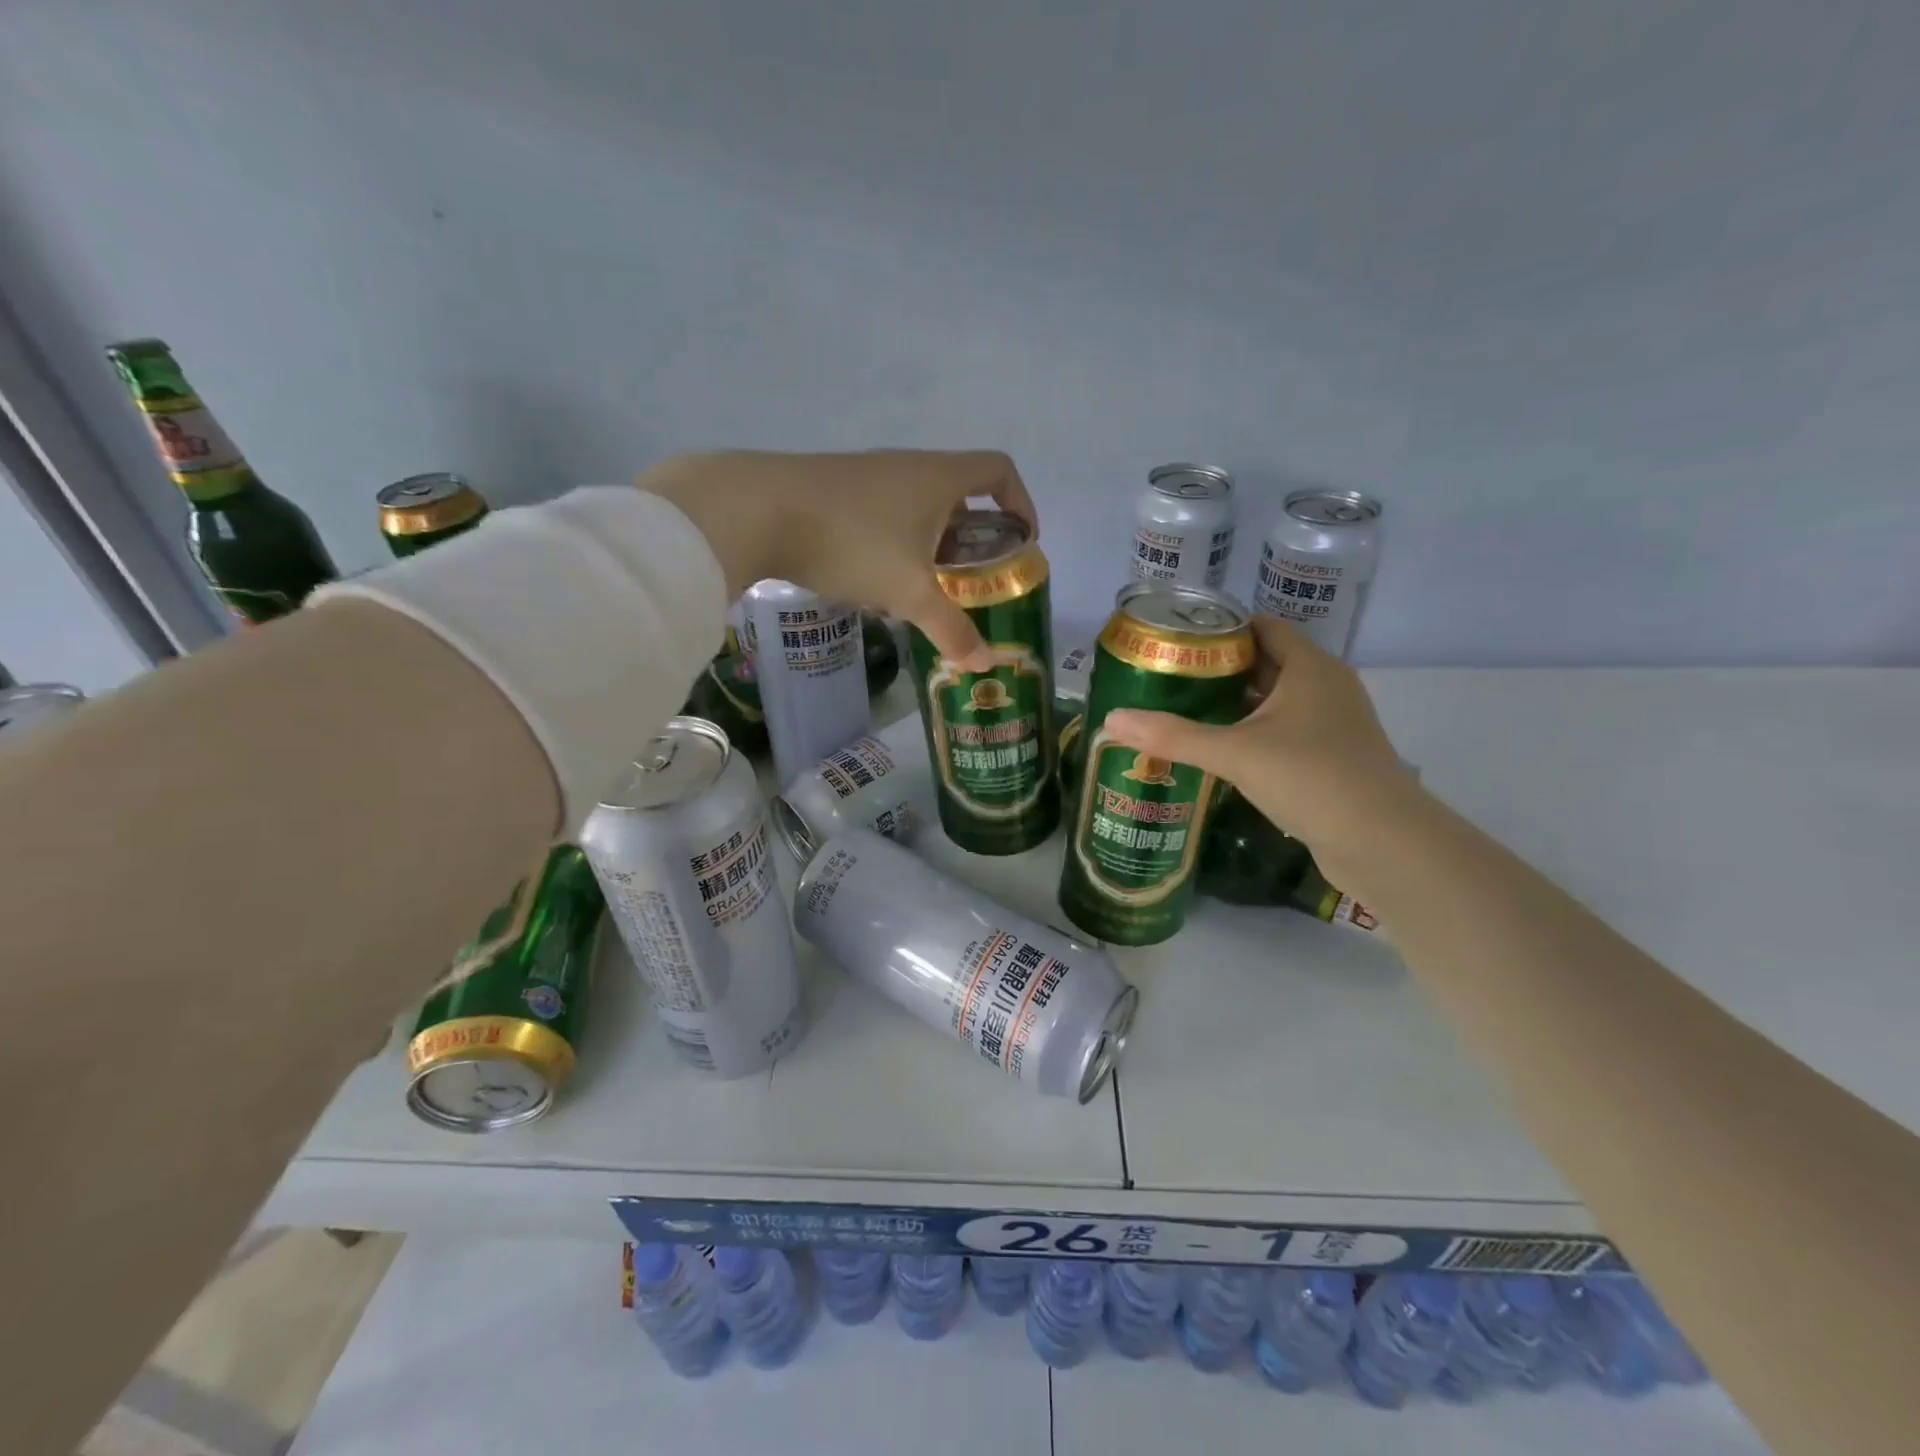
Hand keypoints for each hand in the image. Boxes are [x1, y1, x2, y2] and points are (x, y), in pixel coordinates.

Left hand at [642, 449, 1033, 670]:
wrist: (755, 509)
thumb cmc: (852, 541)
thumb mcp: (910, 592)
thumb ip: (951, 628)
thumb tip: (983, 664)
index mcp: (939, 478)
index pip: (999, 470)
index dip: (1020, 502)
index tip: (1021, 542)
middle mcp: (907, 468)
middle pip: (958, 497)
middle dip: (972, 542)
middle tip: (971, 585)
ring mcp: (868, 478)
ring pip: (916, 513)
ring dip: (929, 551)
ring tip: (922, 596)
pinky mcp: (834, 493)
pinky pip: (882, 520)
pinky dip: (892, 551)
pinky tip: (873, 589)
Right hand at [1101, 617, 1423, 885]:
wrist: (1382, 843)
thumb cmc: (1311, 777)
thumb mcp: (1235, 753)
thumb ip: (1173, 736)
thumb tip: (1111, 720)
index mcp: (1310, 668)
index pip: (1261, 628)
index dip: (1220, 629)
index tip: (1176, 641)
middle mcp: (1326, 686)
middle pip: (1265, 663)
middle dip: (1219, 669)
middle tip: (1168, 678)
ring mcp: (1332, 724)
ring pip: (1274, 701)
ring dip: (1235, 705)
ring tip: (1184, 711)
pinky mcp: (1331, 757)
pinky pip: (1284, 731)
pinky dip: (1252, 733)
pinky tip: (1219, 751)